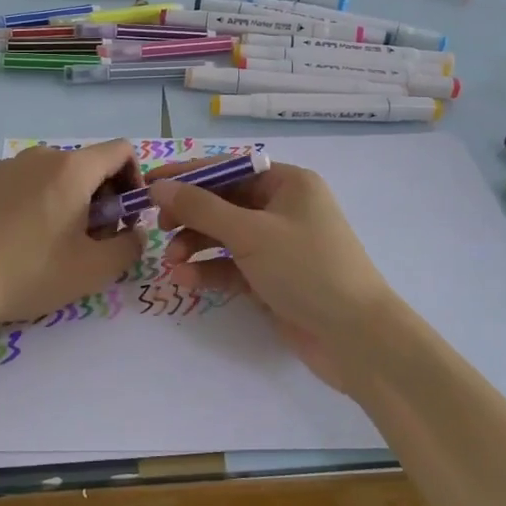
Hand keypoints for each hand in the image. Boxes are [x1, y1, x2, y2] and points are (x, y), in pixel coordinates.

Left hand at [0, 142, 145, 331]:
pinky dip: (35, 204)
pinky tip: (17, 242)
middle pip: (87, 164)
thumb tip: (135, 234)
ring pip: (53, 175)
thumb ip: (129, 248)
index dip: (135, 179)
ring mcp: (5, 167)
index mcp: (72, 169)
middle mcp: (39, 156)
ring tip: (52, 245)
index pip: (121, 150)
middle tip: (92, 240)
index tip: (125, 216)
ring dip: (68, 201)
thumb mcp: (92, 271)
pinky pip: (22, 185)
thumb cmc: (27, 273)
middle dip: (101, 197)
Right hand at [148, 163, 399, 392]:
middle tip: (159, 228)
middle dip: (190, 216)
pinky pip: (234, 266)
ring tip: (171, 262)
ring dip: (196, 245)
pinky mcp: (274, 278)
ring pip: (226, 236)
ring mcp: (280, 245)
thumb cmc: (306, 269)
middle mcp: (284, 208)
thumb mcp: (250, 233)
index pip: (229, 168)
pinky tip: (185, 280)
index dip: (188, 175)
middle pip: (225, 202)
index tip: (150, 183)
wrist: (355, 337)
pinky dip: (210, 270)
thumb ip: (201, 209)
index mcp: (288, 183)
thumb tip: (160, 186)